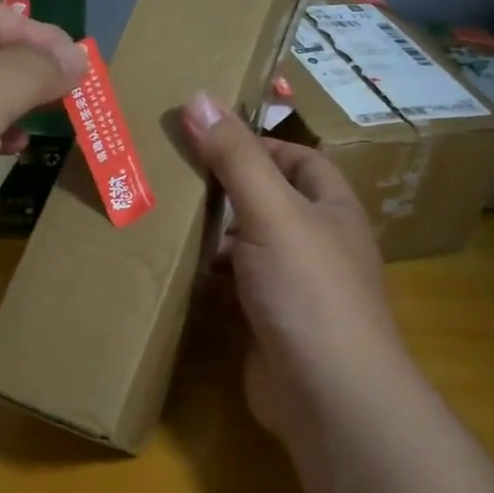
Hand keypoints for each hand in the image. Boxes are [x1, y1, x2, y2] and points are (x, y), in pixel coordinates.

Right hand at [182, 91, 410, 439]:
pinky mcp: (269, 324)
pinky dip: (208, 279)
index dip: (258, 144)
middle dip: (224, 191)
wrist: (329, 396)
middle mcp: (317, 244)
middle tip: (170, 175)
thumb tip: (199, 96)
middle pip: (266, 202)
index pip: (298, 158)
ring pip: (246, 247)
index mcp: (331, 209)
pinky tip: (175, 271)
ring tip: (162, 217)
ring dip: (211, 236)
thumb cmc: (308, 289)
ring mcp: (294, 288)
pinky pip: (234, 289)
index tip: (207, 138)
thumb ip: (235, 157)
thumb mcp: (271, 211)